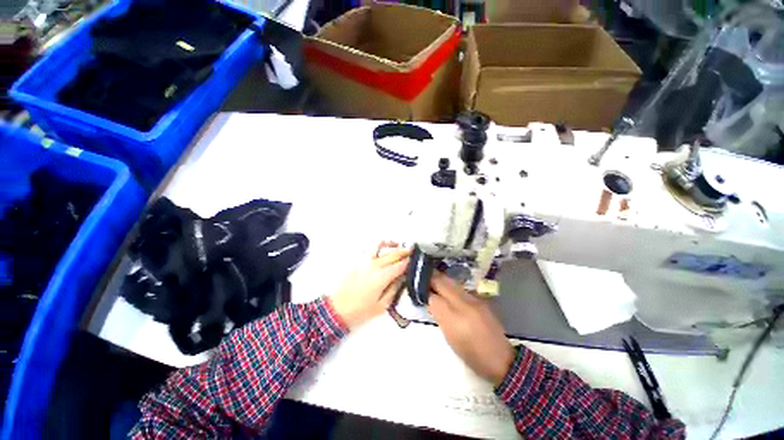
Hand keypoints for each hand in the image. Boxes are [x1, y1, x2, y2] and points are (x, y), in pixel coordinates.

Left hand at [329, 243, 409, 329]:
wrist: (338, 308)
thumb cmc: (362, 310)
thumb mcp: (382, 305)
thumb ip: (395, 288)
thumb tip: (403, 277)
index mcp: (382, 276)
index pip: (400, 265)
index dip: (409, 262)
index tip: (417, 260)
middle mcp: (374, 265)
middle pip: (393, 254)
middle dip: (404, 252)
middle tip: (413, 252)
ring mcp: (365, 261)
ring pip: (381, 246)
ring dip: (392, 245)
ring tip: (399, 246)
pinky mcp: (358, 261)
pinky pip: (371, 250)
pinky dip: (380, 246)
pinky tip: (385, 249)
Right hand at [428, 272, 515, 385]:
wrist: (501, 360)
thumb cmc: (472, 355)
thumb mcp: (450, 338)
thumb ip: (439, 315)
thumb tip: (429, 299)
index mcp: (455, 320)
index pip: (434, 297)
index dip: (424, 290)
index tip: (415, 285)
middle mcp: (465, 304)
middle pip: (444, 284)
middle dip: (431, 277)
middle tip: (420, 274)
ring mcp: (474, 300)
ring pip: (452, 283)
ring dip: (440, 278)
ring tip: (430, 277)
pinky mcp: (480, 299)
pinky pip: (460, 287)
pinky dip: (450, 284)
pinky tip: (445, 286)